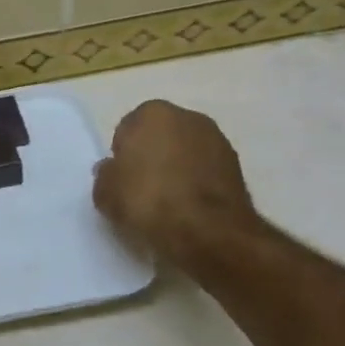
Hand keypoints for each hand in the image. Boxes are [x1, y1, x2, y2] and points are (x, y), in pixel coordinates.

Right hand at [93, 101, 264, 272]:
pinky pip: (205, 173)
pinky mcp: (238, 169)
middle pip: (160, 137)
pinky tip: (188, 211)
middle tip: (142, 189)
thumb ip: (105, 175)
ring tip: (167, 204)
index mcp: (153, 112)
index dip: (122, 154)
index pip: (128, 129)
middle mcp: (189, 117)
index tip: (122, 178)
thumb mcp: (106, 192)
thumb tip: (112, 171)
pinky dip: (197, 186)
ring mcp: (218, 142)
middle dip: (152, 157)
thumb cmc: (149, 200)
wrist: (210, 233)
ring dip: (177, 170)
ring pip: (186, 154)